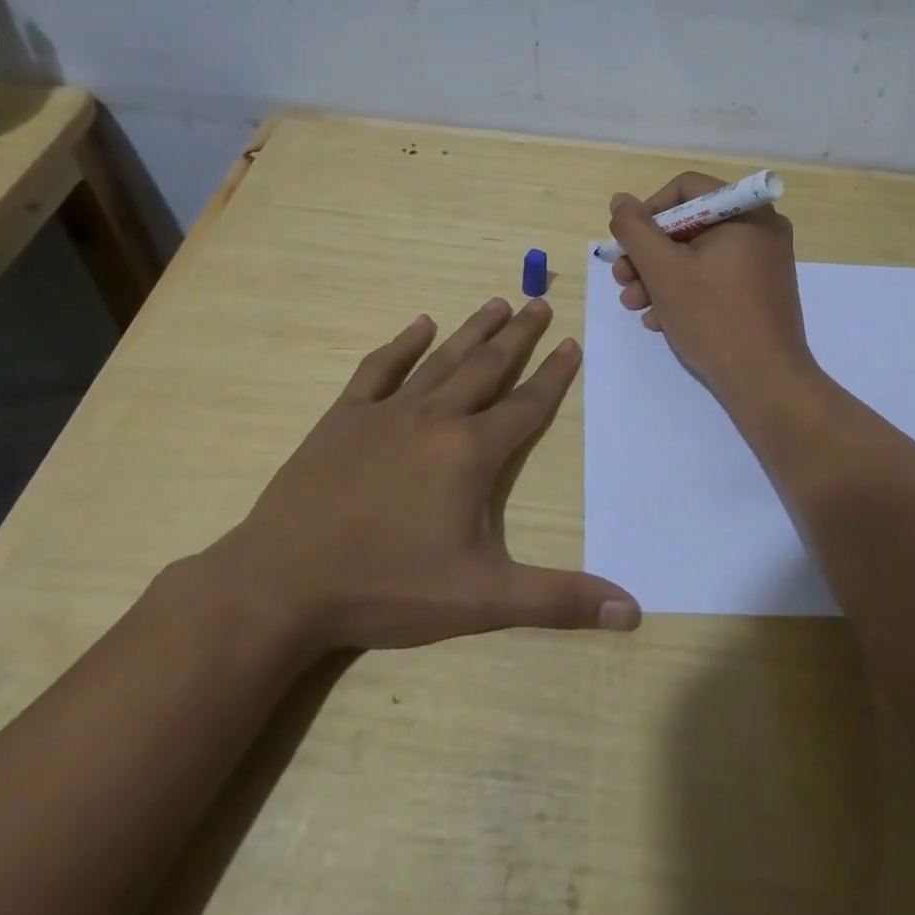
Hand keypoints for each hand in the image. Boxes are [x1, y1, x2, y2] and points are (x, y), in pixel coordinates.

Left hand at [200, 298, 638, 666]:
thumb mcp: (483, 600)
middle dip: (519, 335)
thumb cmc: (387, 588)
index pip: (527, 405)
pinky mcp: (344, 417)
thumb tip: (632, 612)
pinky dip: (403, 344)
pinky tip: (419, 324)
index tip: (572, 343)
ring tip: (497, 302)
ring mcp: (387, 412)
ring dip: (472, 329)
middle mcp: (436, 418)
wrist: (281, 585)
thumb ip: (559, 599)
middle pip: (488, 366)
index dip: (554, 375)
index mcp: (471, 453)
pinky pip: (380, 369)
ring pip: (442, 359)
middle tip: (539, 303)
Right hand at [608, 171, 817, 403]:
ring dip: (660, 276)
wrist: (766, 382)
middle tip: (623, 280)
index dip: (648, 212)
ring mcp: (764, 260)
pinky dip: (685, 291)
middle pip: (690, 223)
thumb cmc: (713, 318)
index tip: (626, 244)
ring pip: (698, 254)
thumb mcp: (663, 270)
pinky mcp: (761, 289)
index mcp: (746, 211)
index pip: (685, 188)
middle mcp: (761, 227)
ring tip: (635, 305)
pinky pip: (715, 276)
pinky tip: (660, 319)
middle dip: (649, 253)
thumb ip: (635, 229)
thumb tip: (621, 201)